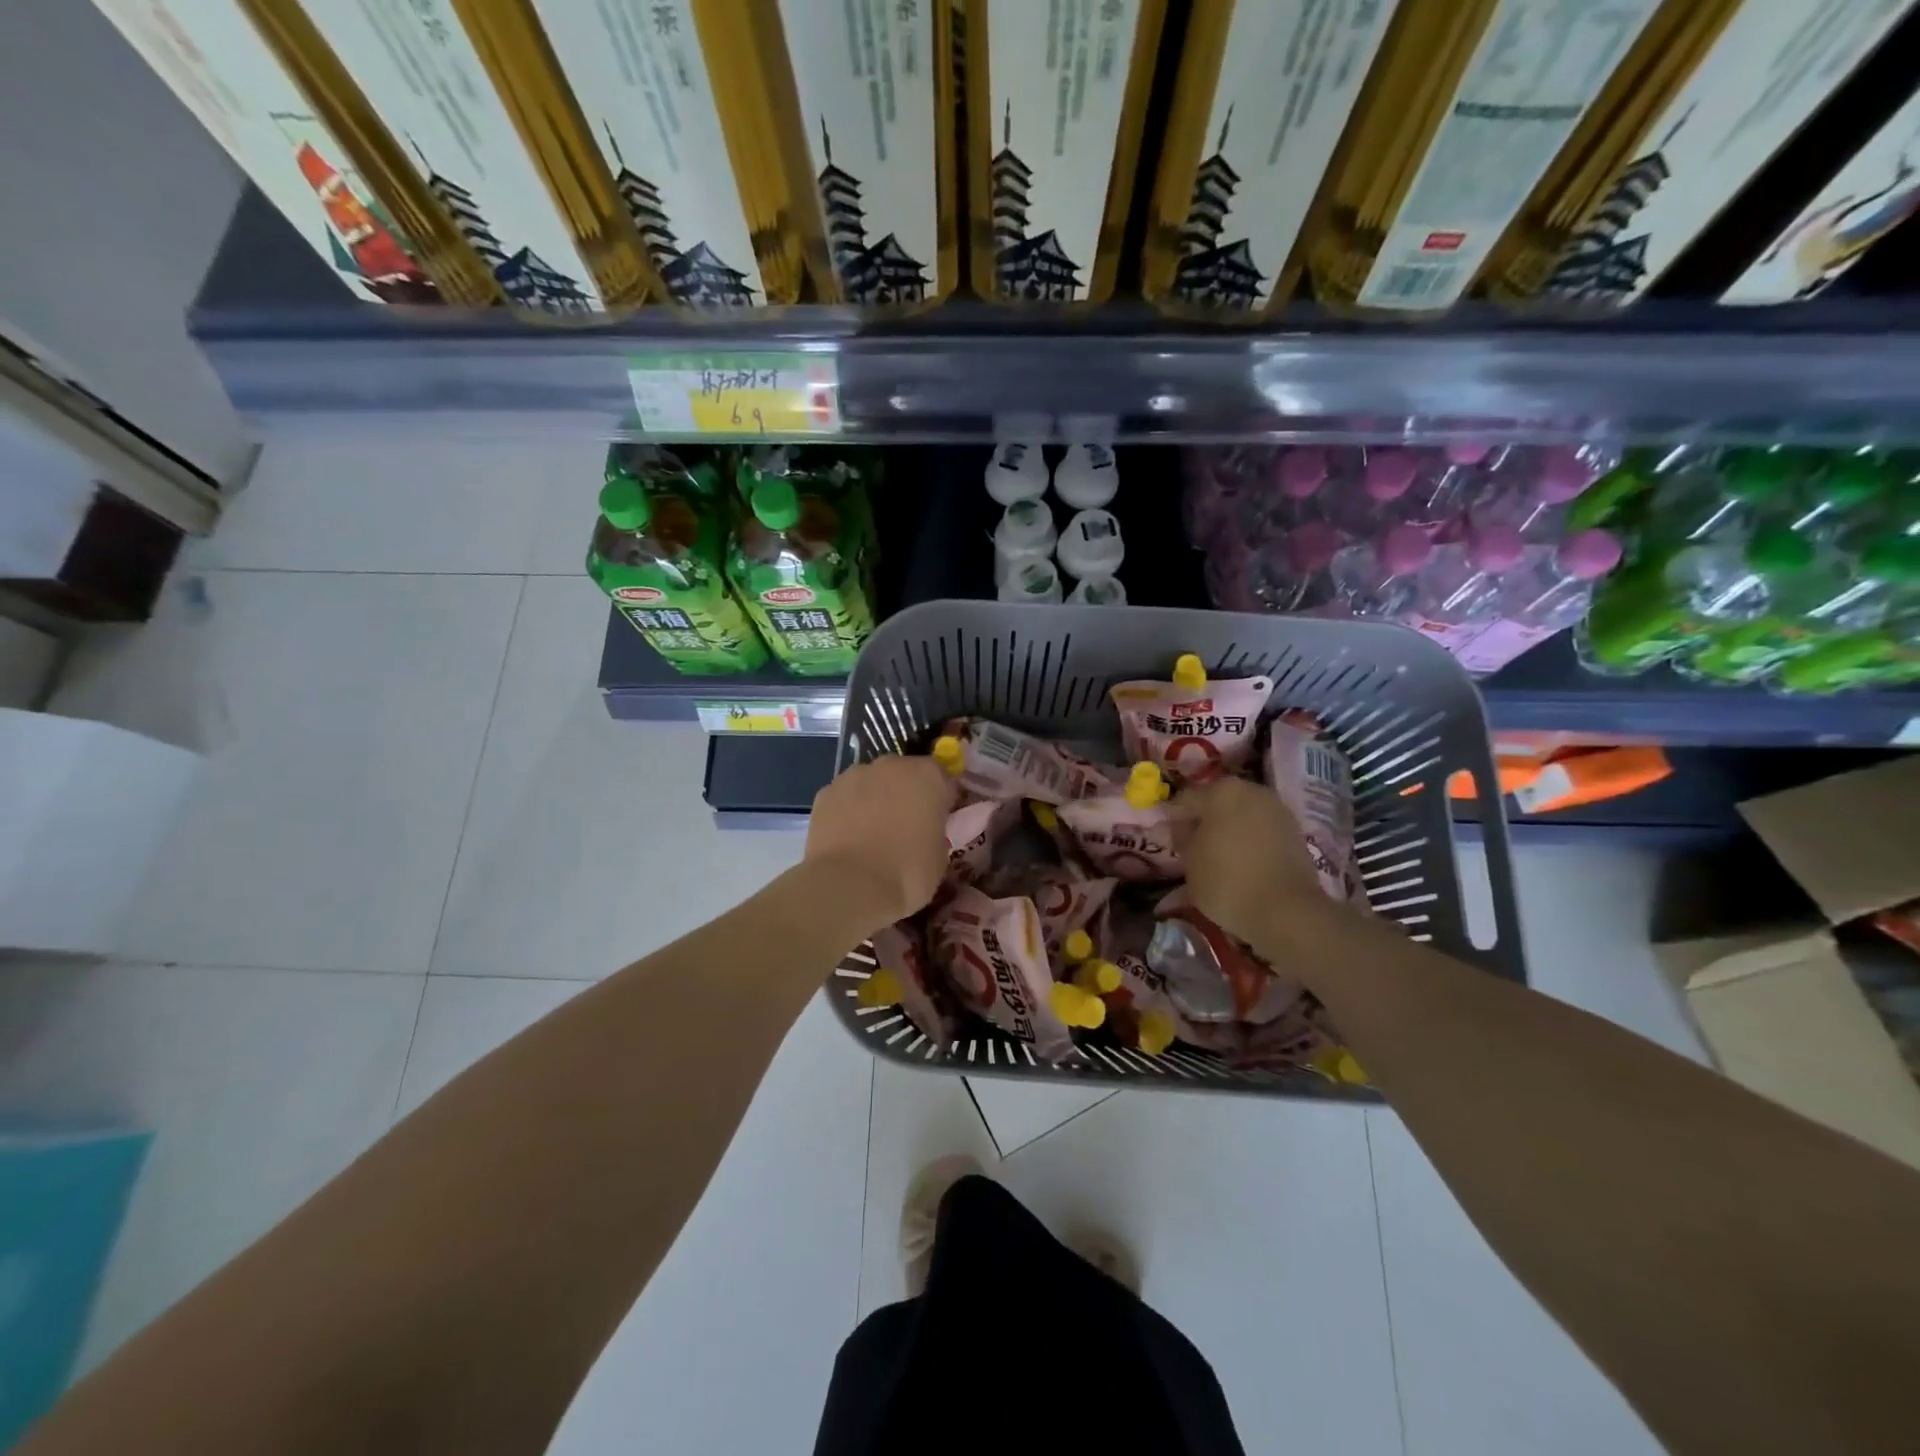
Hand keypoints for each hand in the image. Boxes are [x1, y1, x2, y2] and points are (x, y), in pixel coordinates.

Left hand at [806, 754, 955, 934]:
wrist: (850, 886)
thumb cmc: (907, 873)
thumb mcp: (940, 855)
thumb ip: (935, 830)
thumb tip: (925, 830)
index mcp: (927, 776)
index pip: (942, 778)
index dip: (941, 799)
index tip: (938, 820)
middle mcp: (891, 765)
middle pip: (903, 774)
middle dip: (905, 794)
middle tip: (904, 828)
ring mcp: (854, 775)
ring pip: (870, 782)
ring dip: (874, 799)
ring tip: (870, 835)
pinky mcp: (825, 793)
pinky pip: (844, 798)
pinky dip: (847, 811)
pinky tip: (846, 839)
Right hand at [1172, 777, 1341, 956]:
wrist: (1287, 911)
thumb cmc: (1226, 880)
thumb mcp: (1189, 861)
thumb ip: (1181, 838)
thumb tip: (1177, 828)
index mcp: (1222, 790)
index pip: (1185, 801)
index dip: (1171, 820)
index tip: (1163, 838)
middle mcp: (1252, 791)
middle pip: (1217, 804)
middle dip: (1202, 823)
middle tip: (1188, 848)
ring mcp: (1278, 811)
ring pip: (1241, 818)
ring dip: (1226, 833)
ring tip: (1214, 859)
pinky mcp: (1295, 834)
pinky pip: (1260, 834)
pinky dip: (1247, 844)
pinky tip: (1239, 865)